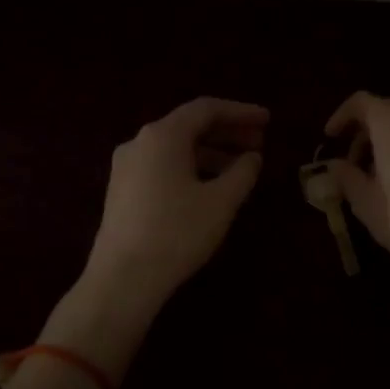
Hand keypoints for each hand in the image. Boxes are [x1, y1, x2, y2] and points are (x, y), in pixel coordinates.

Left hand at [81, 97, 267, 317]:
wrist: (122, 279)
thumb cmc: (177, 233)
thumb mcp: (221, 202)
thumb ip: (242, 172)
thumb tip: (252, 157)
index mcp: (163, 135)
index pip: (207, 109)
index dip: (240, 112)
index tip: (267, 120)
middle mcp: (140, 142)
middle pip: (189, 126)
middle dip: (227, 132)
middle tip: (259, 143)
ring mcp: (126, 166)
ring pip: (176, 148)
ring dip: (210, 152)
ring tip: (240, 169)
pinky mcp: (122, 190)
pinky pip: (163, 165)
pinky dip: (191, 167)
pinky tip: (210, 188)